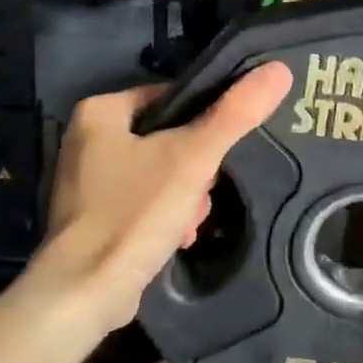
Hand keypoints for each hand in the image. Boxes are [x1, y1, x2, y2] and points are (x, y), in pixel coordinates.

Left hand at [33, 63, 294, 333]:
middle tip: (200, 195)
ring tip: (189, 223)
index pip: (169, 98)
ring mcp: (85, 183)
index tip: (217, 153)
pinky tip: (175, 240)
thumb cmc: (133, 213)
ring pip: (157, 175)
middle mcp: (85, 140)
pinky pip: (140, 204)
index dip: (202, 123)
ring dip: (183, 199)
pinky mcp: (91, 219)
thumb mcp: (192, 158)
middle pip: (165, 140)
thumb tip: (278, 69)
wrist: (85, 292)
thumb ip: (235, 114)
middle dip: (193, 172)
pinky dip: (161, 219)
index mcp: (99, 112)